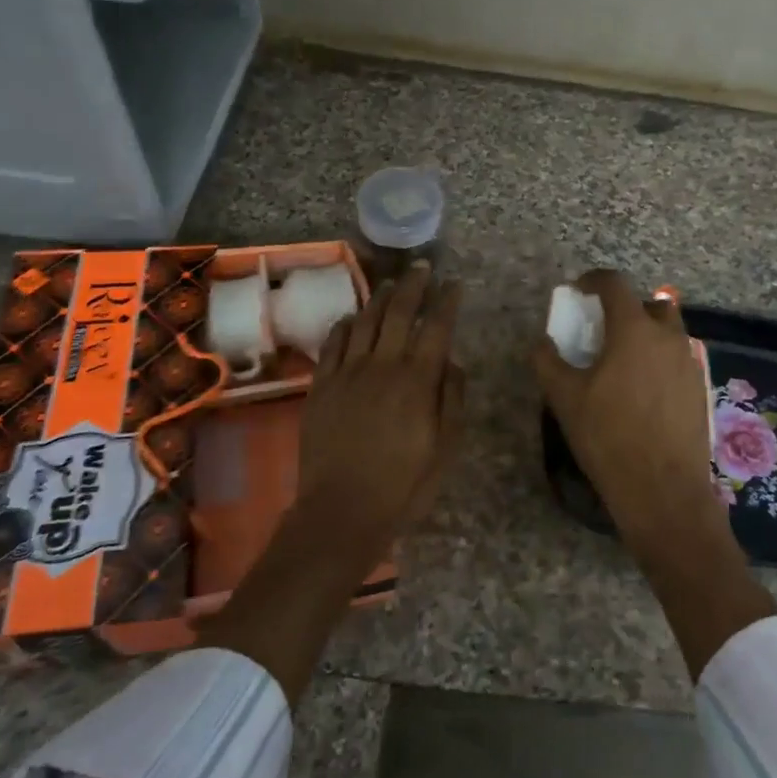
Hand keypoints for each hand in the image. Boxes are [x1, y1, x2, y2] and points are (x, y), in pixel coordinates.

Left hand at [298, 261, 464, 561]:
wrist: (342, 510)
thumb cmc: (404, 484)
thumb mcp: (445, 447)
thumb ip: (452, 399)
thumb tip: (452, 361)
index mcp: (418, 380)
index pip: (437, 327)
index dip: (447, 301)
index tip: (455, 284)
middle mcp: (382, 365)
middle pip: (399, 312)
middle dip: (414, 285)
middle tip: (423, 267)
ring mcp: (347, 372)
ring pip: (365, 320)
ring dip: (381, 298)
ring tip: (391, 284)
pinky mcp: (321, 385)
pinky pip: (333, 343)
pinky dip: (345, 324)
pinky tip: (352, 317)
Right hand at [534, 270, 727, 557]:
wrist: (663, 489)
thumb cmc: (608, 437)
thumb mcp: (564, 398)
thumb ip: (548, 361)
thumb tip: (542, 342)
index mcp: (633, 330)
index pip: (615, 284)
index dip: (593, 280)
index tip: (579, 290)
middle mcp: (668, 337)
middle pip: (651, 303)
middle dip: (627, 307)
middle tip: (604, 329)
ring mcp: (689, 362)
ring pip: (669, 332)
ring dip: (647, 333)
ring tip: (623, 362)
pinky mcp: (701, 388)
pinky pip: (678, 359)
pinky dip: (660, 360)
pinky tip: (643, 390)